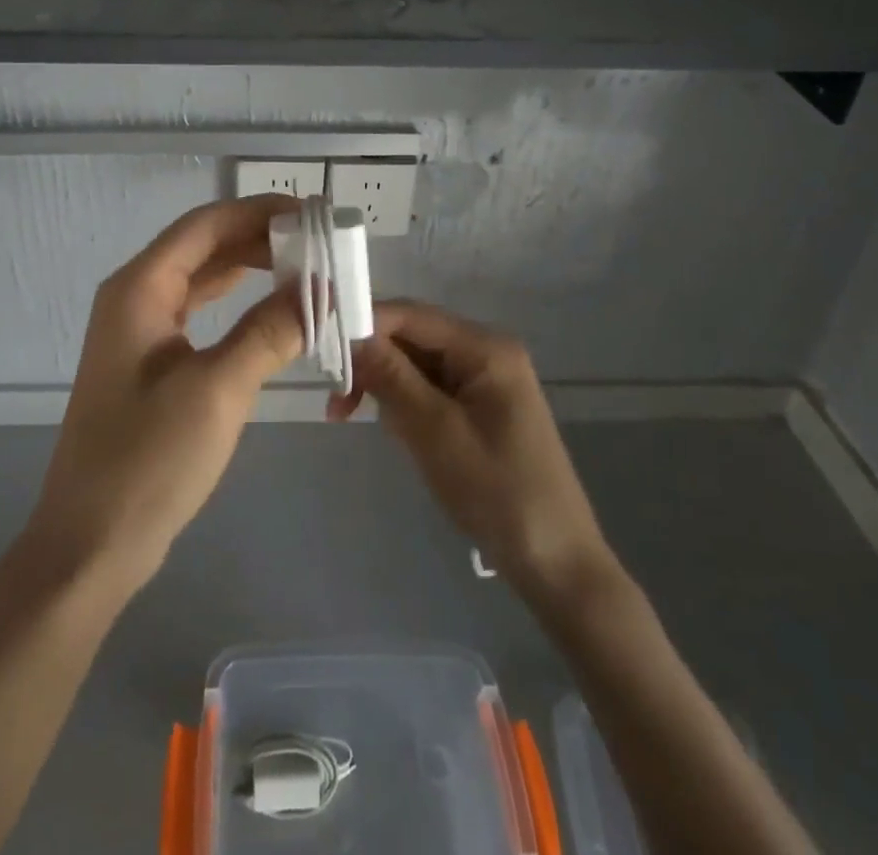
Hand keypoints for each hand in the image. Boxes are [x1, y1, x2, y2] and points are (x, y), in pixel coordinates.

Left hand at [22, 195, 302, 597]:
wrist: (91, 543)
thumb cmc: (149, 460)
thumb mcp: (218, 389)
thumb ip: (270, 331)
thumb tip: (320, 290)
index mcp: (140, 288)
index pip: (206, 225)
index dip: (260, 211)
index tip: (314, 214)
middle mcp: (136, 296)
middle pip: (205, 246)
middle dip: (261, 238)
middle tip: (320, 243)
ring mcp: (141, 330)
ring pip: (203, 278)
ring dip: (252, 269)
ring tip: (307, 268)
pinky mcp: (151, 362)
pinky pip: (200, 312)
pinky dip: (238, 304)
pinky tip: (272, 309)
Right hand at [340, 300, 619, 608]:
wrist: (556, 561)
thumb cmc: (497, 493)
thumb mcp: (435, 432)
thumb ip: (392, 377)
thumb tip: (351, 334)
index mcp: (485, 348)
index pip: (412, 315)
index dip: (366, 324)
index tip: (322, 349)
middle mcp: (486, 352)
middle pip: (413, 338)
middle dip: (372, 363)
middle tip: (336, 402)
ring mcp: (485, 379)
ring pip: (417, 364)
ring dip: (384, 387)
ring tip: (353, 418)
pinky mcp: (480, 406)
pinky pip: (430, 388)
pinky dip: (405, 405)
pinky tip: (395, 431)